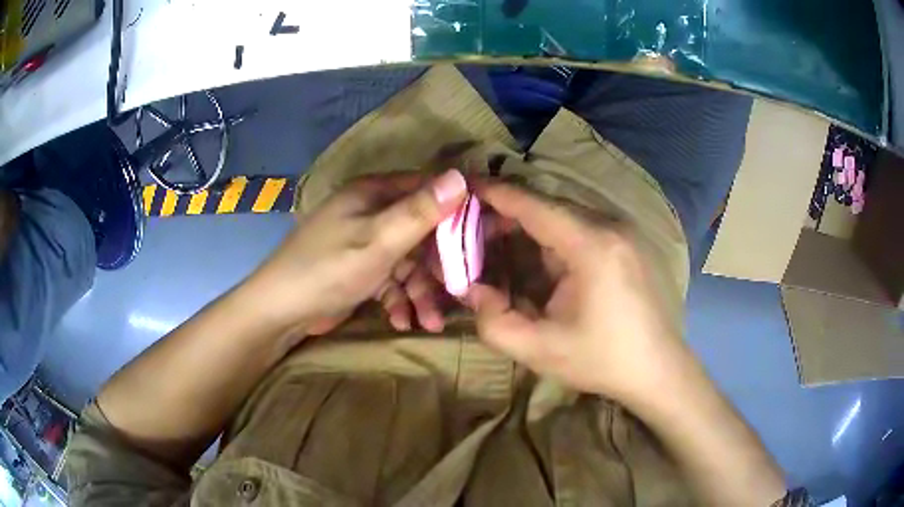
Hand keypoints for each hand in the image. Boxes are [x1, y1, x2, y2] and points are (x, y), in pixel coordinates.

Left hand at [244, 170, 466, 335]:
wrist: (280, 311)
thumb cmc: (328, 268)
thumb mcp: (378, 240)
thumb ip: (420, 211)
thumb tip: (461, 176)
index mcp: (374, 194)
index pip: (427, 190)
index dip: (458, 209)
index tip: (488, 232)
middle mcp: (372, 213)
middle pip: (421, 232)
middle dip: (439, 267)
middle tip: (460, 292)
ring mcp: (365, 243)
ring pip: (408, 263)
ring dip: (421, 292)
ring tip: (432, 322)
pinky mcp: (361, 270)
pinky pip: (391, 281)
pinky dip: (399, 300)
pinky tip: (403, 322)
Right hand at [465, 183, 692, 401]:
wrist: (658, 369)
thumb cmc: (602, 361)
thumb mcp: (539, 350)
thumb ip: (494, 321)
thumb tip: (470, 288)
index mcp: (592, 247)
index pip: (535, 206)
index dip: (497, 193)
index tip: (466, 185)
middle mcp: (611, 227)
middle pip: (549, 206)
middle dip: (509, 213)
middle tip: (474, 229)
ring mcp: (624, 232)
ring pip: (565, 215)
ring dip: (531, 224)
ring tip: (498, 241)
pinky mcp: (628, 243)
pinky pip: (582, 227)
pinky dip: (553, 234)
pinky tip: (538, 255)